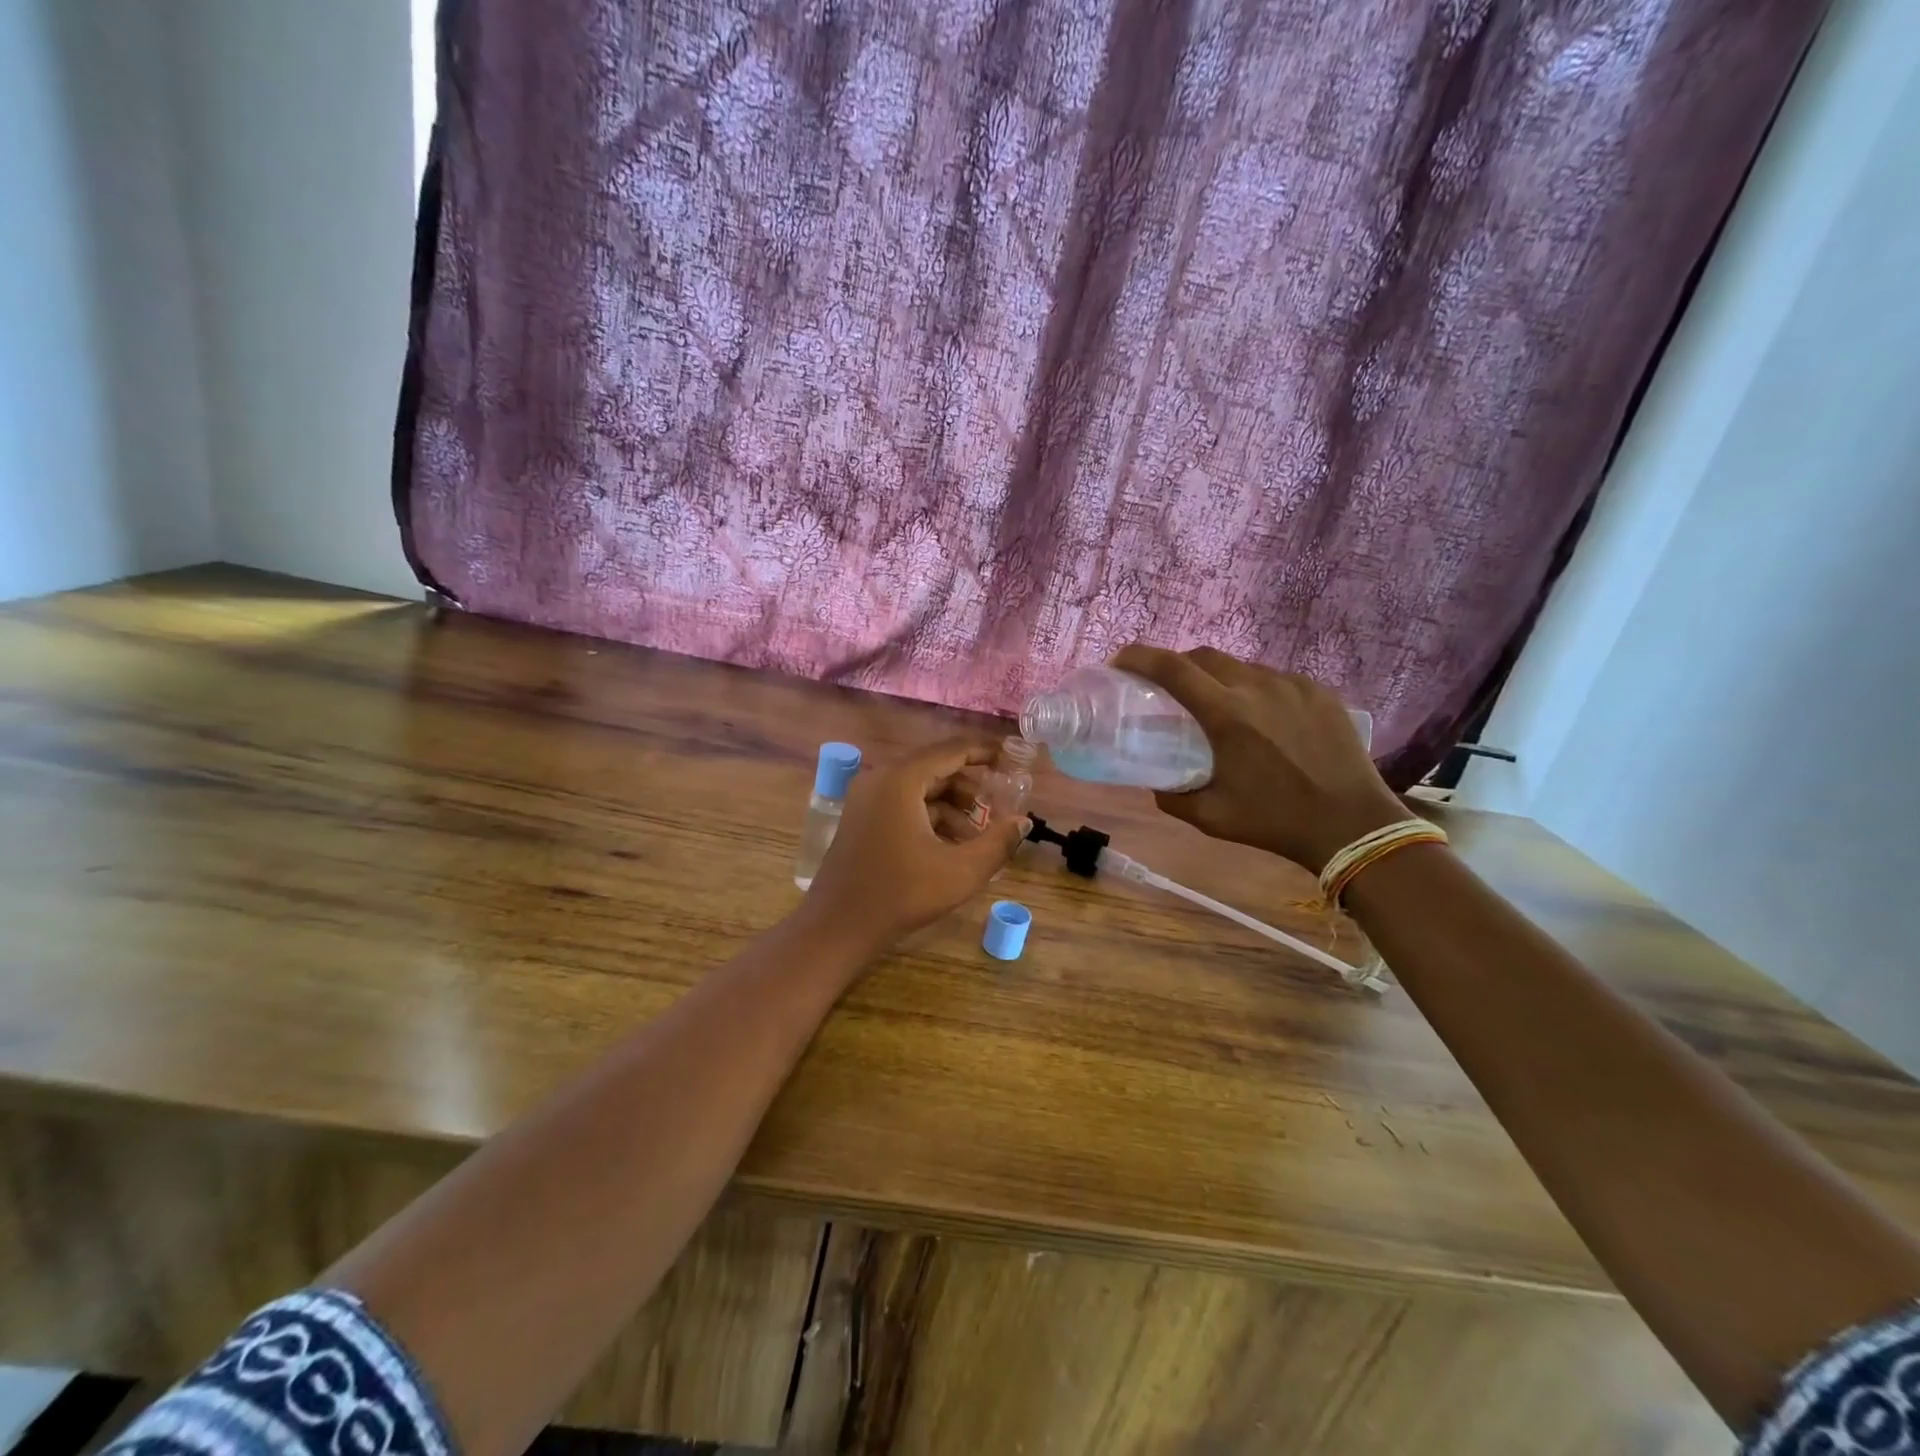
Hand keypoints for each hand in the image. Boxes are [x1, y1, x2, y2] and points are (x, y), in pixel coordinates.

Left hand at [800, 739, 1029, 956]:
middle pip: (935, 767)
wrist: (837, 928)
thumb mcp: (961, 871)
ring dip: (953, 805)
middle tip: (1001, 803)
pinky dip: (930, 816)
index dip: (985, 752)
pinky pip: (903, 804)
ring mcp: (866, 798)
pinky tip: (953, 844)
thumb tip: (1023, 821)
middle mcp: (880, 779)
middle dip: (971, 785)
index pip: (951, 750)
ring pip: (920, 788)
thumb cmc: (901, 895)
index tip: (1012, 759)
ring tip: (982, 832)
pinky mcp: (861, 818)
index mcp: (901, 780)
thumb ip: (998, 842)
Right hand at [1110, 645, 1404, 872]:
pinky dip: (1254, 690)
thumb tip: (1154, 780)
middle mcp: (1257, 687)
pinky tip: (1260, 719)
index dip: (1139, 658)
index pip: (1171, 668)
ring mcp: (1292, 685)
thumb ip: (1172, 795)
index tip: (1121, 662)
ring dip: (1218, 679)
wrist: (1352, 825)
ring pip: (1241, 667)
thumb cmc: (1274, 821)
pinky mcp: (1318, 692)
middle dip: (1177, 664)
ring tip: (1217, 707)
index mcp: (1226, 714)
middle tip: (1166, 688)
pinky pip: (1274, 680)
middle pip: (1204, 656)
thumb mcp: (1210, 816)